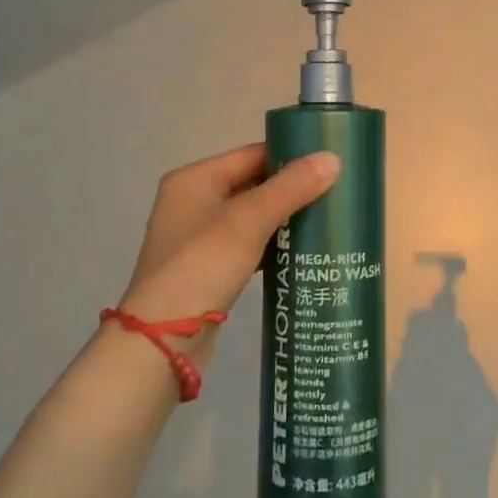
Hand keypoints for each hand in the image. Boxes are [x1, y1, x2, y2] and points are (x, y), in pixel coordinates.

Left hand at [117, 143, 339, 367]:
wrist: (162, 343)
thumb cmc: (202, 266)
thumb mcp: (248, 221)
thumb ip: (290, 188)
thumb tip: (333, 158)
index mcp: (194, 179)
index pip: (252, 154)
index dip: (290, 156)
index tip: (329, 163)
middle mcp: (193, 201)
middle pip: (252, 183)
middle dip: (290, 189)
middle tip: (335, 192)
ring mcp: (197, 237)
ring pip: (251, 216)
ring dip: (283, 218)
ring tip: (326, 219)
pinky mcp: (207, 268)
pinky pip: (247, 244)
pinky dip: (271, 245)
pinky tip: (301, 251)